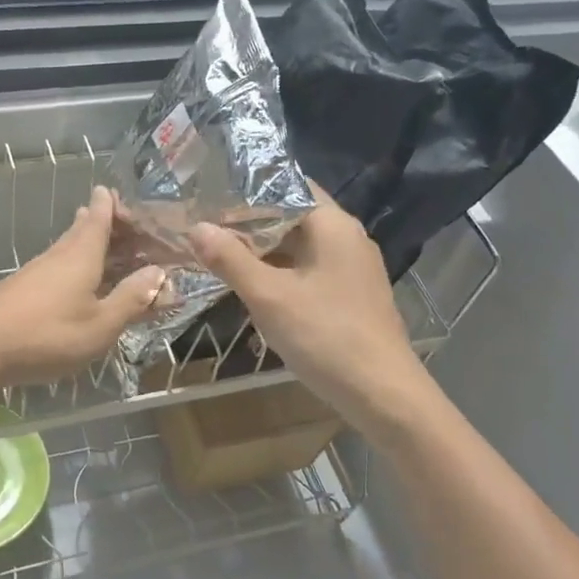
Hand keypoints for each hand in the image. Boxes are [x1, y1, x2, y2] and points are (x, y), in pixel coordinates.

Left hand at [0, 185, 166, 390]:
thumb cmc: (48, 335)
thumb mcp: (101, 324)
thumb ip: (132, 299)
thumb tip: (160, 272)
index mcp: (82, 253)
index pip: (101, 215)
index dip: (114, 205)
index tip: (127, 200)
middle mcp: (59, 254)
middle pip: (85, 228)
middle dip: (106, 223)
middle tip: (128, 226)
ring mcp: (37, 271)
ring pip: (69, 247)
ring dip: (91, 244)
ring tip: (109, 246)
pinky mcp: (23, 289)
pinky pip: (59, 267)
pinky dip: (77, 266)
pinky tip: (78, 282)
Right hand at [189, 190, 426, 439]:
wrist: (382, 394)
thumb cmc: (325, 336)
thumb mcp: (269, 297)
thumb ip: (231, 259)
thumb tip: (197, 227)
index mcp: (333, 225)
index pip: (289, 185)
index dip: (249, 188)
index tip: (210, 192)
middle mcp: (347, 238)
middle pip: (292, 216)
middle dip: (249, 222)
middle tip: (204, 224)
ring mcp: (352, 269)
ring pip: (299, 247)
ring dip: (262, 251)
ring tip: (218, 252)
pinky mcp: (350, 295)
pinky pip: (308, 271)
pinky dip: (280, 273)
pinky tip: (251, 286)